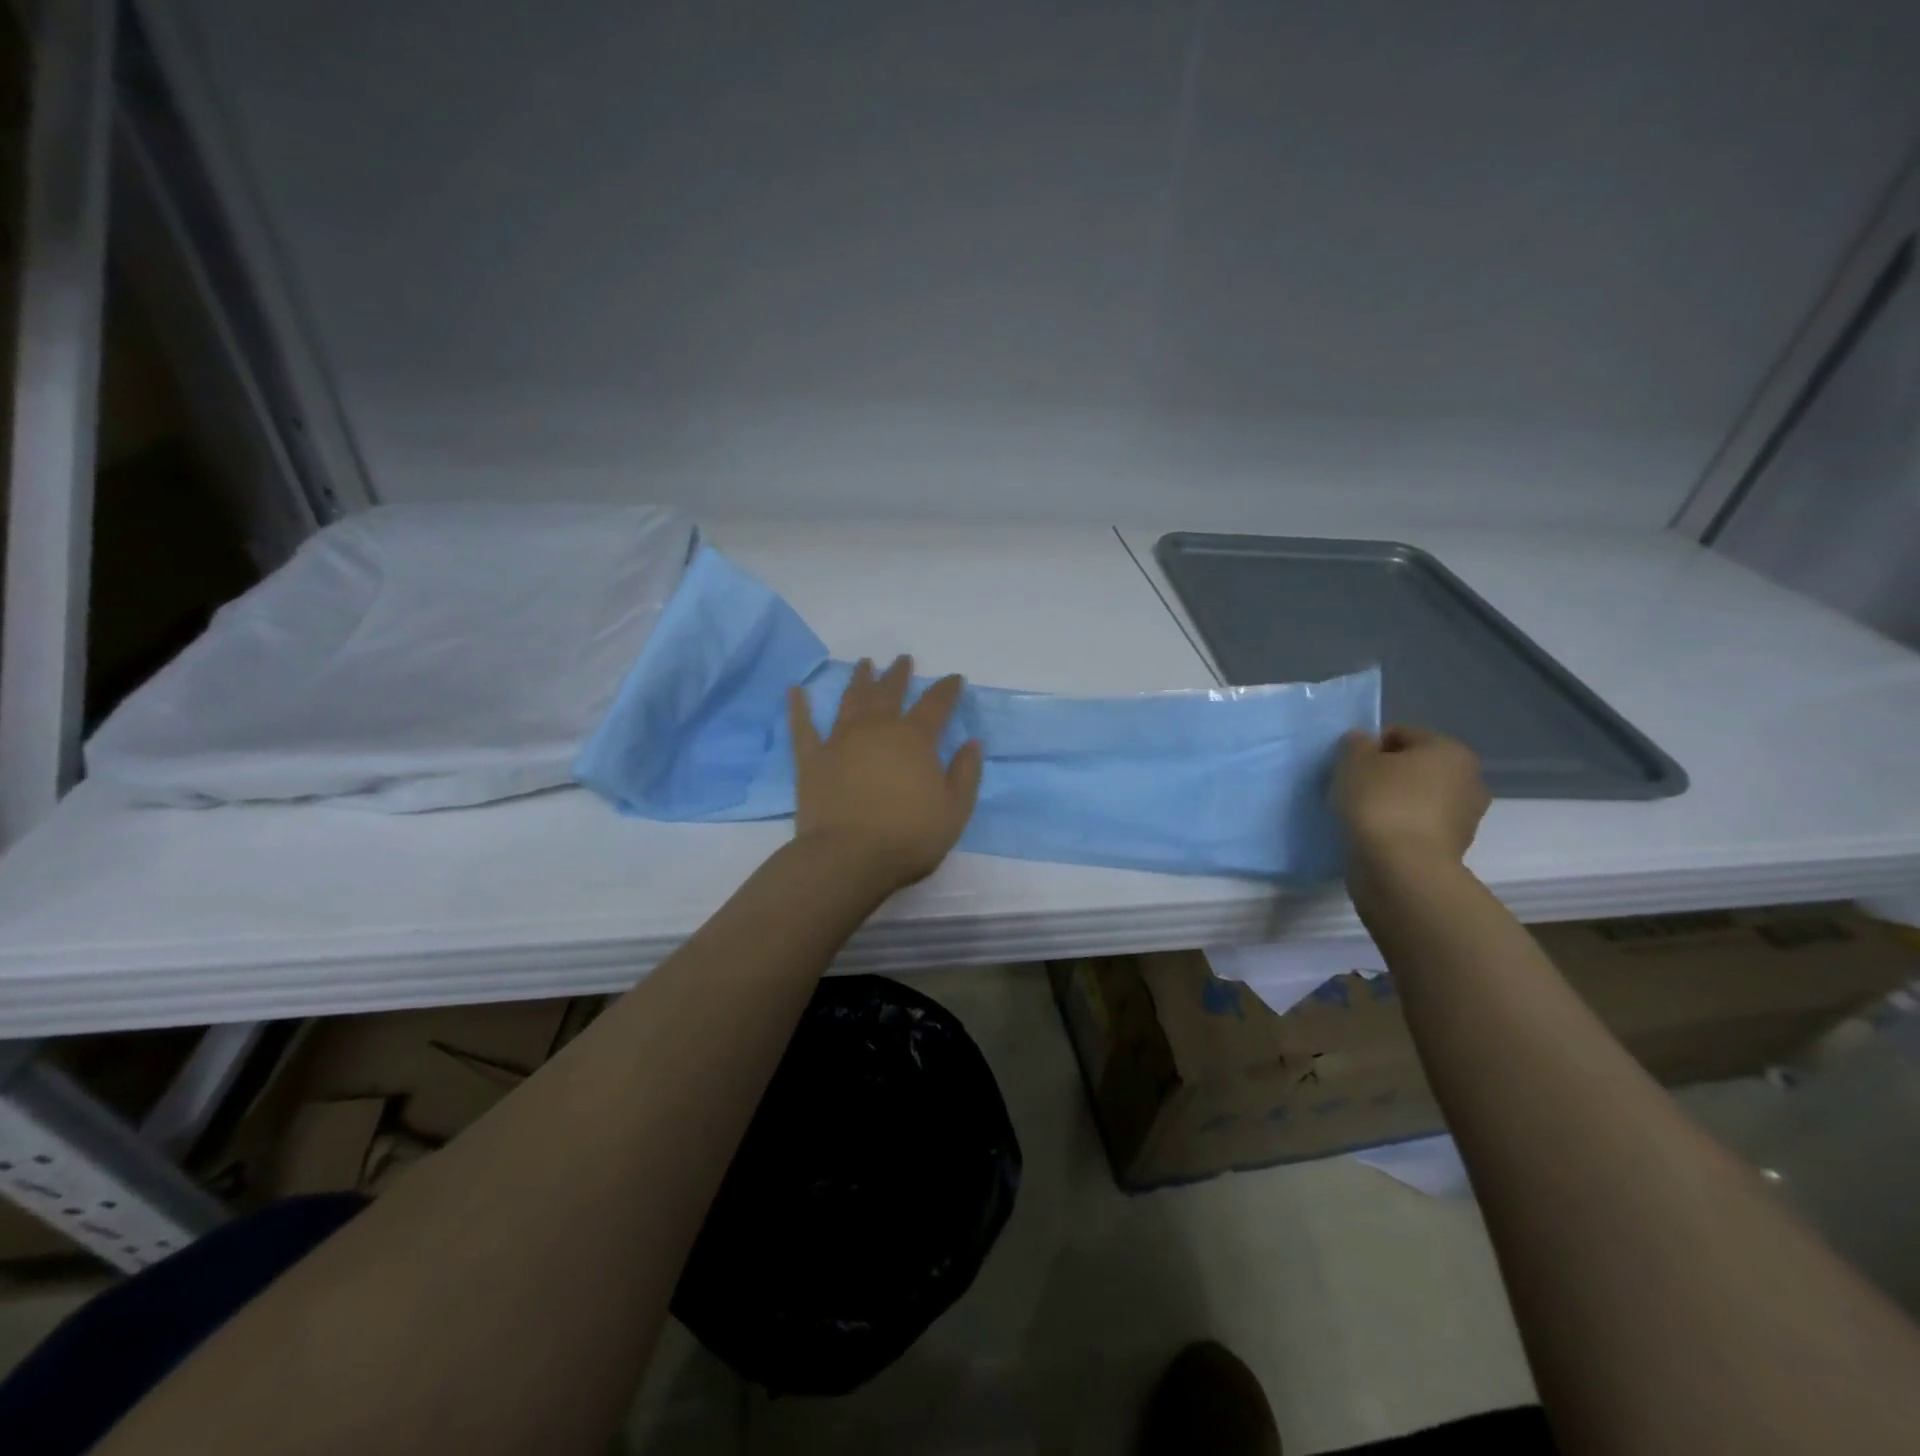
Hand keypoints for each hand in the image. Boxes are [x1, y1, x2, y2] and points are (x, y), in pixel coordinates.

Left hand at [787, 655, 984, 891]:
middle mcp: (877, 729)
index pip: (935, 704)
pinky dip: (799, 707)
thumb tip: (973, 742)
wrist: (848, 857)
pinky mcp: (811, 759)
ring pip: (851, 700)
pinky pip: (803, 727)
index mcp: (914, 739)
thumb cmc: (908, 837)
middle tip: (903, 659)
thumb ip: (965, 773)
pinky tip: (796, 691)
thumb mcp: (955, 810)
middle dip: (898, 675)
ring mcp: (840, 741)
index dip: (947, 689)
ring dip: (859, 680)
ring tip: (864, 664)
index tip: (954, 678)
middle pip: (889, 693)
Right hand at [1332, 726, 1489, 865]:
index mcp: (1449, 750)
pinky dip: (1397, 828)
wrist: (1401, 870)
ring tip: (1360, 817)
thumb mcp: (1353, 760)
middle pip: (1413, 767)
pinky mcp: (1452, 849)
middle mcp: (1468, 779)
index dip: (1368, 746)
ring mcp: (1465, 818)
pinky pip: (1416, 827)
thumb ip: (1356, 743)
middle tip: (1353, 790)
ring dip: (1392, 803)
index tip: (1347, 767)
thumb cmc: (1380, 802)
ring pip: (1416, 799)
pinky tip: (1374, 837)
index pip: (1400, 734)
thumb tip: (1364, 743)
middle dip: (1385, 775)